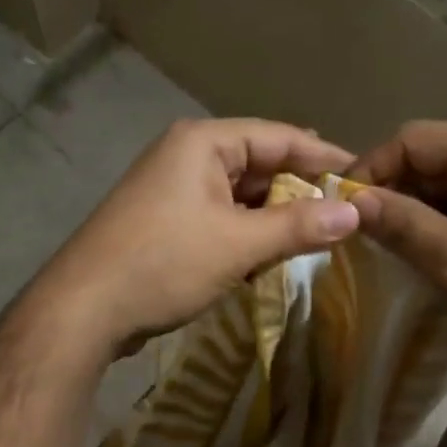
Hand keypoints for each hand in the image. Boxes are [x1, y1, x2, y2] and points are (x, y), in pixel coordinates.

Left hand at [27, 118, 359, 357]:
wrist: (83, 310)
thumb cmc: (163, 264)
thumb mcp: (238, 244)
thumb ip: (297, 226)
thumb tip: (354, 212)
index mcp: (203, 143)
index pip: (279, 137)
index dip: (323, 157)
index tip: (363, 177)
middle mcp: (187, 156)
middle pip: (259, 164)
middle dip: (300, 190)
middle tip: (346, 214)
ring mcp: (174, 191)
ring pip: (241, 196)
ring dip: (276, 217)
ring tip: (320, 237)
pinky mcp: (167, 224)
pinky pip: (222, 219)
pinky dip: (249, 235)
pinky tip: (274, 257)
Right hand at [349, 121, 446, 376]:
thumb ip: (400, 223)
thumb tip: (349, 199)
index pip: (412, 138)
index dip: (370, 168)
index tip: (339, 209)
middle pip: (433, 158)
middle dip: (393, 192)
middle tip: (361, 236)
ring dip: (417, 213)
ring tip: (390, 251)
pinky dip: (445, 226)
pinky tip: (432, 258)